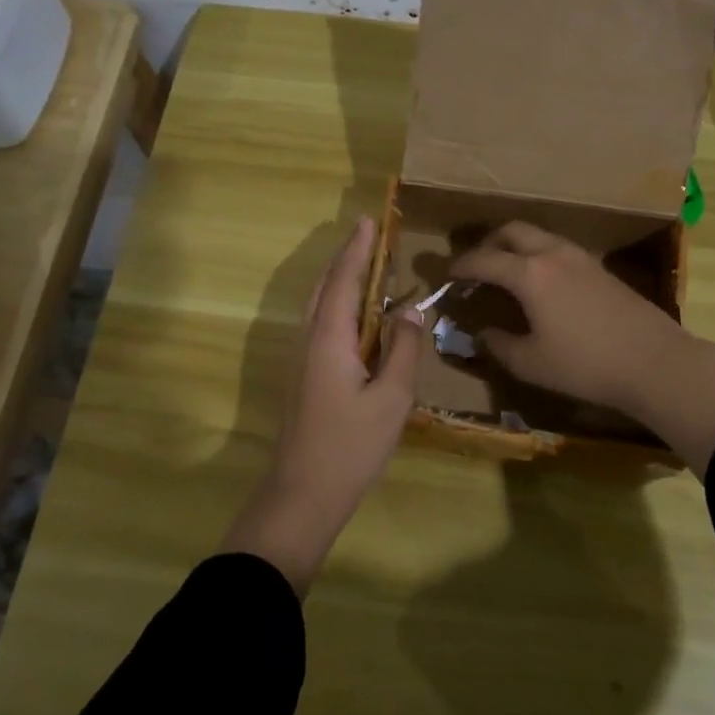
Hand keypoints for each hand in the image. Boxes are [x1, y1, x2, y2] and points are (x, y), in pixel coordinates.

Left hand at [222, 217, 425, 592]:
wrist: (302, 494)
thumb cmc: (351, 446)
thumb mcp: (392, 399)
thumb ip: (404, 350)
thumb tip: (413, 310)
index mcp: (329, 338)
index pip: (344, 280)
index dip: (357, 249)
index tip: (368, 221)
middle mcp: (309, 339)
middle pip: (325, 286)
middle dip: (346, 258)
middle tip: (370, 235)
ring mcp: (301, 358)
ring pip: (319, 305)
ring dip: (340, 279)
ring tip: (366, 266)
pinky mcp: (303, 376)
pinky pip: (320, 323)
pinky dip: (338, 304)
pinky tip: (356, 316)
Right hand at [449, 222, 714, 475]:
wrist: (654, 362)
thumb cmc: (584, 365)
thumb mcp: (531, 363)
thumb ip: (500, 344)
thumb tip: (483, 333)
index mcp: (529, 273)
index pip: (484, 259)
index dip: (461, 265)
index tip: (446, 273)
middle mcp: (552, 254)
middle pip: (512, 231)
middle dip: (488, 243)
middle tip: (476, 265)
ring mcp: (581, 257)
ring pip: (538, 236)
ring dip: (516, 246)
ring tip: (506, 272)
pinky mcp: (600, 268)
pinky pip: (558, 248)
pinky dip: (538, 255)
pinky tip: (541, 283)